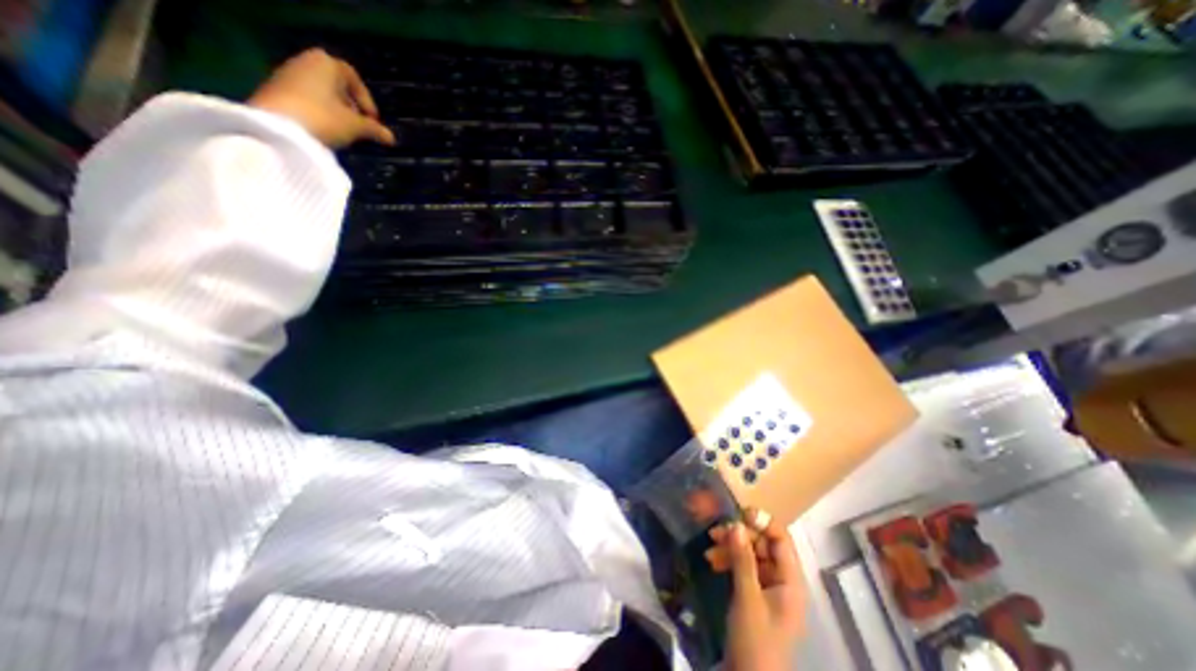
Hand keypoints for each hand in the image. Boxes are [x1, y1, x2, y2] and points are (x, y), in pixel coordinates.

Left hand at [247, 46, 394, 145]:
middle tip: (359, 124)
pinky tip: (324, 129)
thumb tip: (391, 138)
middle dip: (350, 104)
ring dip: (335, 109)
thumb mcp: (356, 126)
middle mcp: (305, 62)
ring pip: (321, 91)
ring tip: (343, 130)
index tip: (373, 120)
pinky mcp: (276, 90)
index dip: (366, 100)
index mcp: (326, 64)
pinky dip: (319, 111)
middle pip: (335, 83)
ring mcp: (287, 75)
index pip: (353, 77)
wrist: (278, 127)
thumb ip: (375, 130)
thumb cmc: (324, 118)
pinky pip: (306, 98)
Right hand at [709, 509, 803, 669]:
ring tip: (709, 547)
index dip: (763, 522)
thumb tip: (736, 524)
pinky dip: (728, 561)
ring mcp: (768, 587)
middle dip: (739, 536)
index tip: (739, 513)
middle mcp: (782, 580)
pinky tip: (712, 561)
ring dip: (730, 548)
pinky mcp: (755, 594)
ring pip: (750, 554)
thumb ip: (743, 559)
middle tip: (716, 532)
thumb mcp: (747, 598)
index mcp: (791, 581)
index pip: (781, 539)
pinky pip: (743, 567)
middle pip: (763, 544)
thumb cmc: (755, 641)